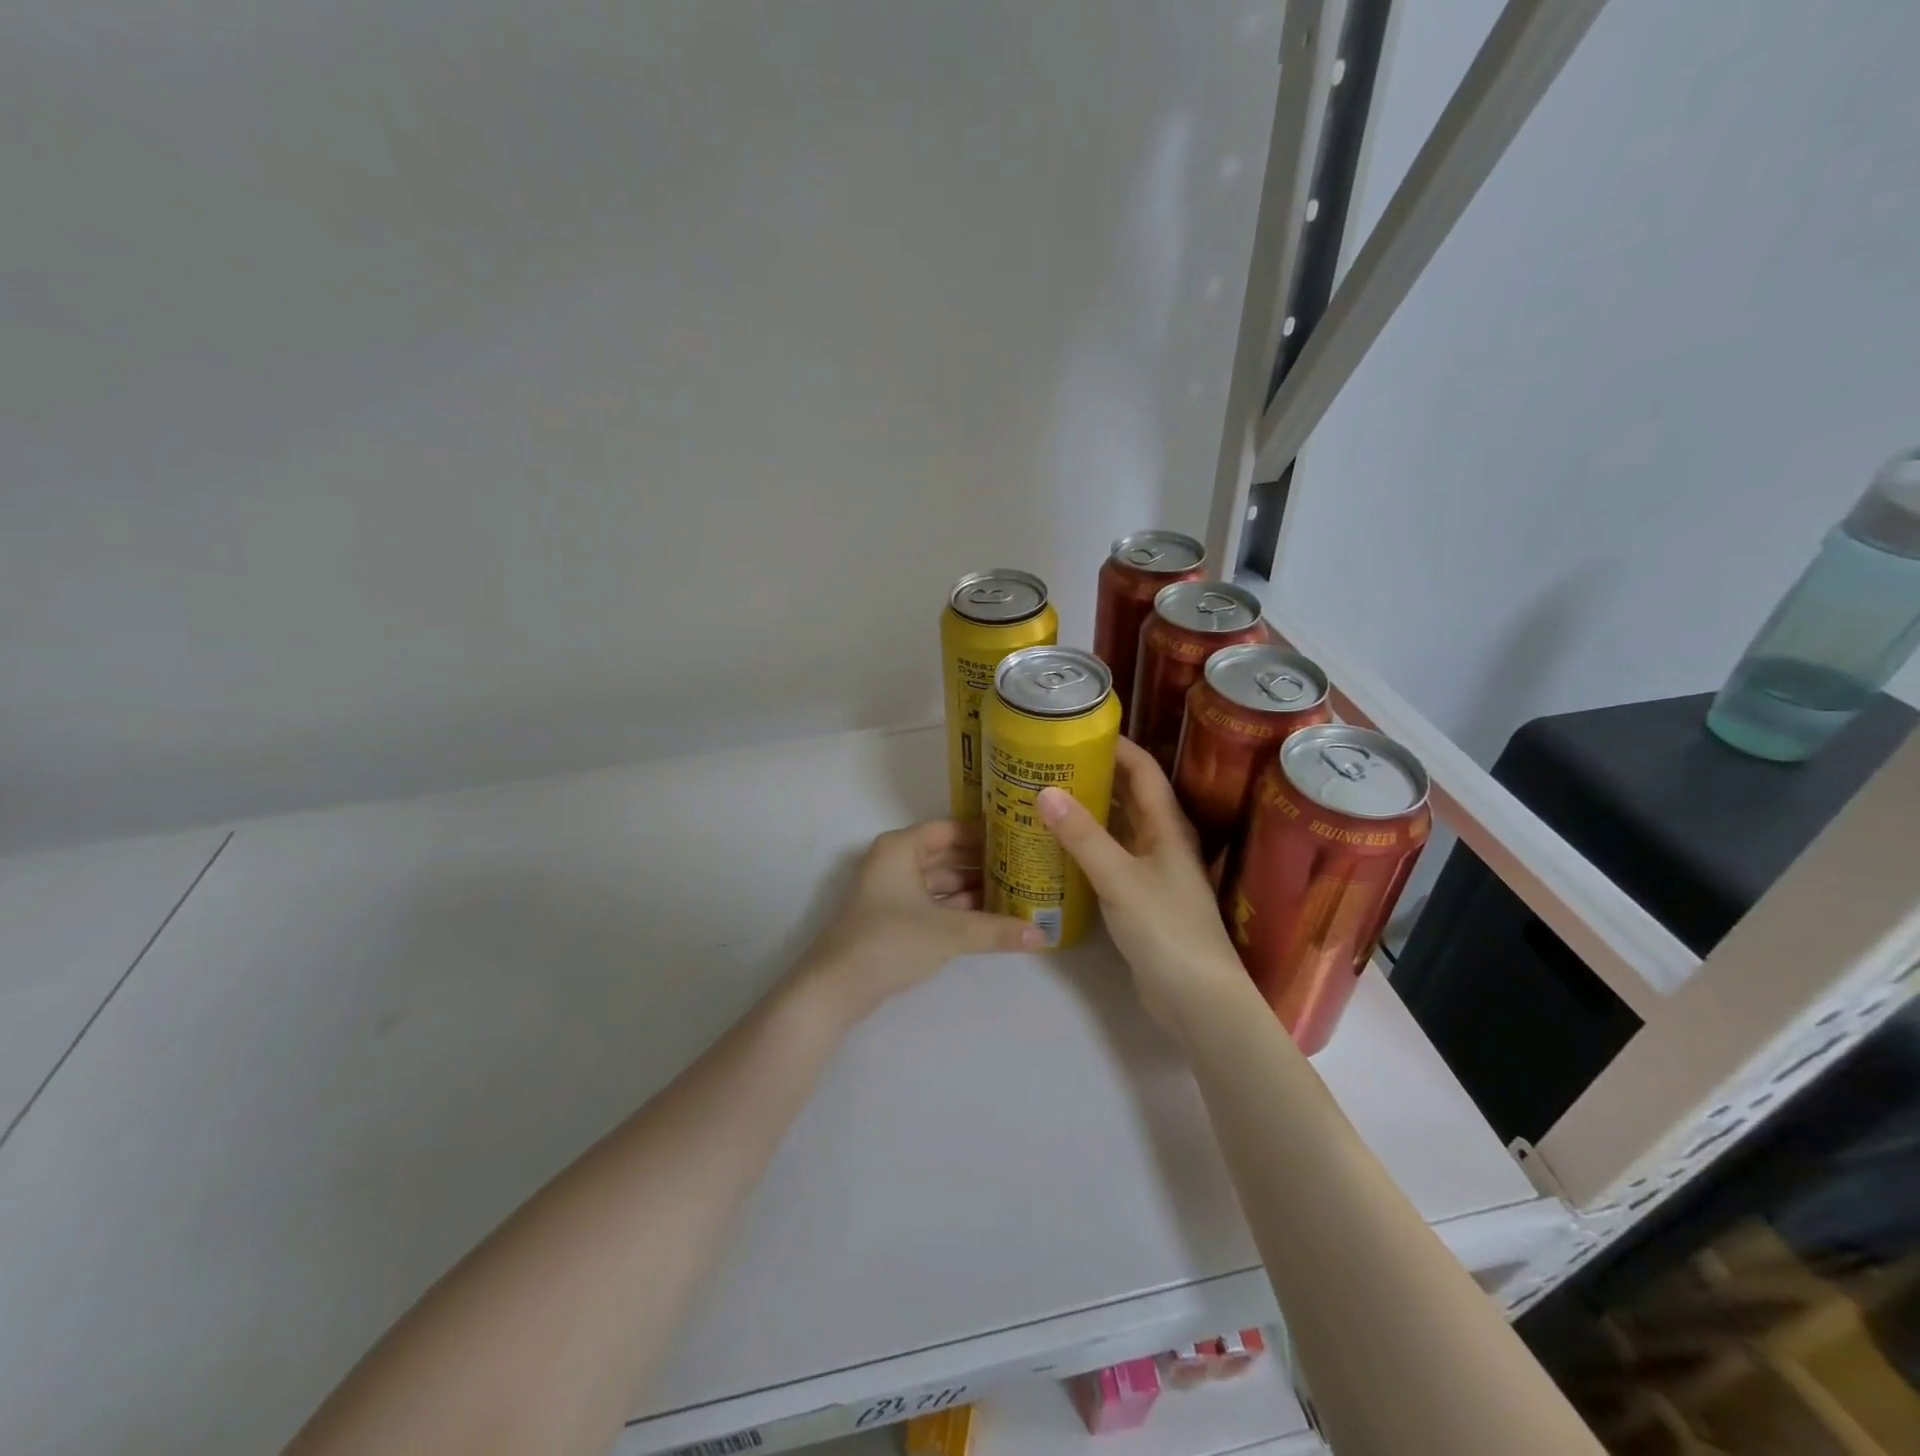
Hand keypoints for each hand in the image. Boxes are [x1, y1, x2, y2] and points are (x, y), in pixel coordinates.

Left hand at [799, 818, 1041, 1021]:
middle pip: (948, 854)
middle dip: (984, 862)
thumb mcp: (947, 933)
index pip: (952, 828)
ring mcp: (893, 890)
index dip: (986, 833)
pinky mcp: (893, 918)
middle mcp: (896, 861)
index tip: (1021, 837)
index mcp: (901, 847)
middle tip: (1027, 867)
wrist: (834, 988)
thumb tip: (1044, 936)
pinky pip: (934, 902)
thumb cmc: (888, 942)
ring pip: (941, 880)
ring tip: (1017, 891)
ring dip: (974, 887)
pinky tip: (991, 917)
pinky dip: (958, 907)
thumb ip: (996, 931)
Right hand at [1038, 738, 1248, 1032]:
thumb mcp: (1119, 878)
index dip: (1115, 745)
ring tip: (1044, 796)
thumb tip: (1044, 792)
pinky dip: (1086, 844)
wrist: (1196, 998)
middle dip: (1094, 773)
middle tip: (1048, 762)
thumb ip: (1083, 837)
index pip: (1143, 769)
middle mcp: (1162, 840)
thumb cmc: (1166, 929)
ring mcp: (1152, 869)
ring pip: (1117, 826)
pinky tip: (1057, 846)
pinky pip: (1110, 856)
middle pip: (1128, 793)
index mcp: (1167, 826)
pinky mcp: (1139, 896)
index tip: (1076, 729)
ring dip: (1088, 809)